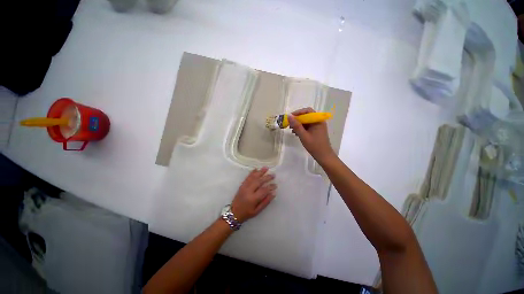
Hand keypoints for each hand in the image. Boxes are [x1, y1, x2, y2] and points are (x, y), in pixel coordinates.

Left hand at [231, 167, 276, 222]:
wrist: (233, 213)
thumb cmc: (247, 213)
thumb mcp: (257, 211)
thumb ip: (265, 202)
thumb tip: (273, 193)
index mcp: (253, 199)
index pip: (263, 190)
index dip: (270, 187)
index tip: (275, 185)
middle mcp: (248, 191)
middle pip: (259, 181)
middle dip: (266, 177)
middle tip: (273, 175)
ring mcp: (244, 187)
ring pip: (253, 177)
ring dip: (260, 172)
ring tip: (266, 168)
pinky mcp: (242, 185)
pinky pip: (247, 177)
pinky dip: (252, 173)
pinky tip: (256, 169)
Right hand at [288, 107, 335, 163]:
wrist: (324, 156)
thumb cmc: (314, 145)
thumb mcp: (303, 135)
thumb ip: (296, 126)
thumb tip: (289, 116)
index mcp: (317, 120)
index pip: (307, 111)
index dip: (298, 112)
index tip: (290, 117)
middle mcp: (318, 121)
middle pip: (306, 116)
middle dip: (297, 119)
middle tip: (289, 124)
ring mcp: (317, 126)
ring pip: (306, 121)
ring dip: (298, 124)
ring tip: (292, 130)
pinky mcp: (316, 131)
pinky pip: (307, 126)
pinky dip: (301, 128)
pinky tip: (296, 133)